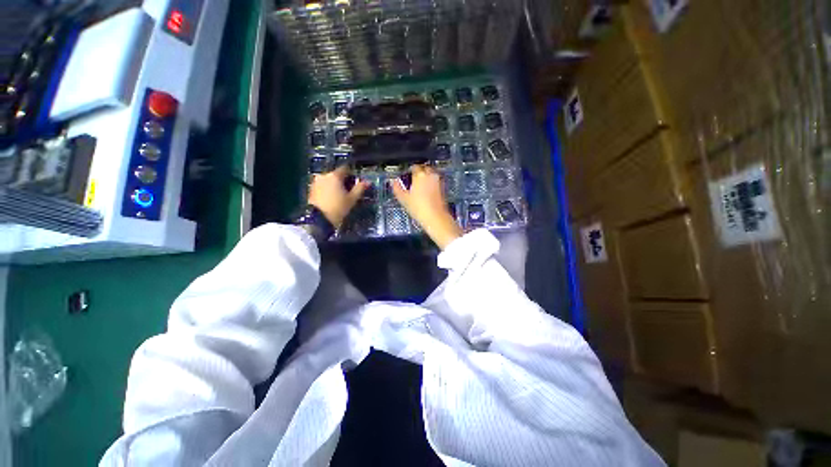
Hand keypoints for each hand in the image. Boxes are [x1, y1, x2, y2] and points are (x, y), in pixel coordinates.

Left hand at [308, 166, 367, 228]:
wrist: (318, 219)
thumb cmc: (338, 207)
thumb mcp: (352, 199)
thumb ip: (360, 188)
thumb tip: (368, 182)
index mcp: (335, 175)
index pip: (345, 169)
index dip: (352, 174)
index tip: (356, 182)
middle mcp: (324, 175)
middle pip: (336, 174)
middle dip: (343, 181)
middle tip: (349, 191)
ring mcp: (316, 182)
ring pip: (329, 180)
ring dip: (335, 185)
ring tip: (340, 196)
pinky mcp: (311, 190)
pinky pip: (323, 186)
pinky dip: (328, 190)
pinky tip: (332, 198)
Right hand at [390, 165, 461, 248]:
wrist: (436, 218)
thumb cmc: (419, 208)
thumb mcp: (404, 199)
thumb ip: (397, 188)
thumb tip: (394, 182)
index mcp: (420, 175)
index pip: (414, 167)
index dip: (409, 171)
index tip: (406, 176)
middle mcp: (431, 175)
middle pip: (424, 168)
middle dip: (419, 173)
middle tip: (413, 180)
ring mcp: (438, 181)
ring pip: (431, 175)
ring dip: (425, 178)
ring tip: (419, 187)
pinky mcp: (443, 188)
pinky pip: (435, 182)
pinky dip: (431, 184)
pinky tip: (426, 192)